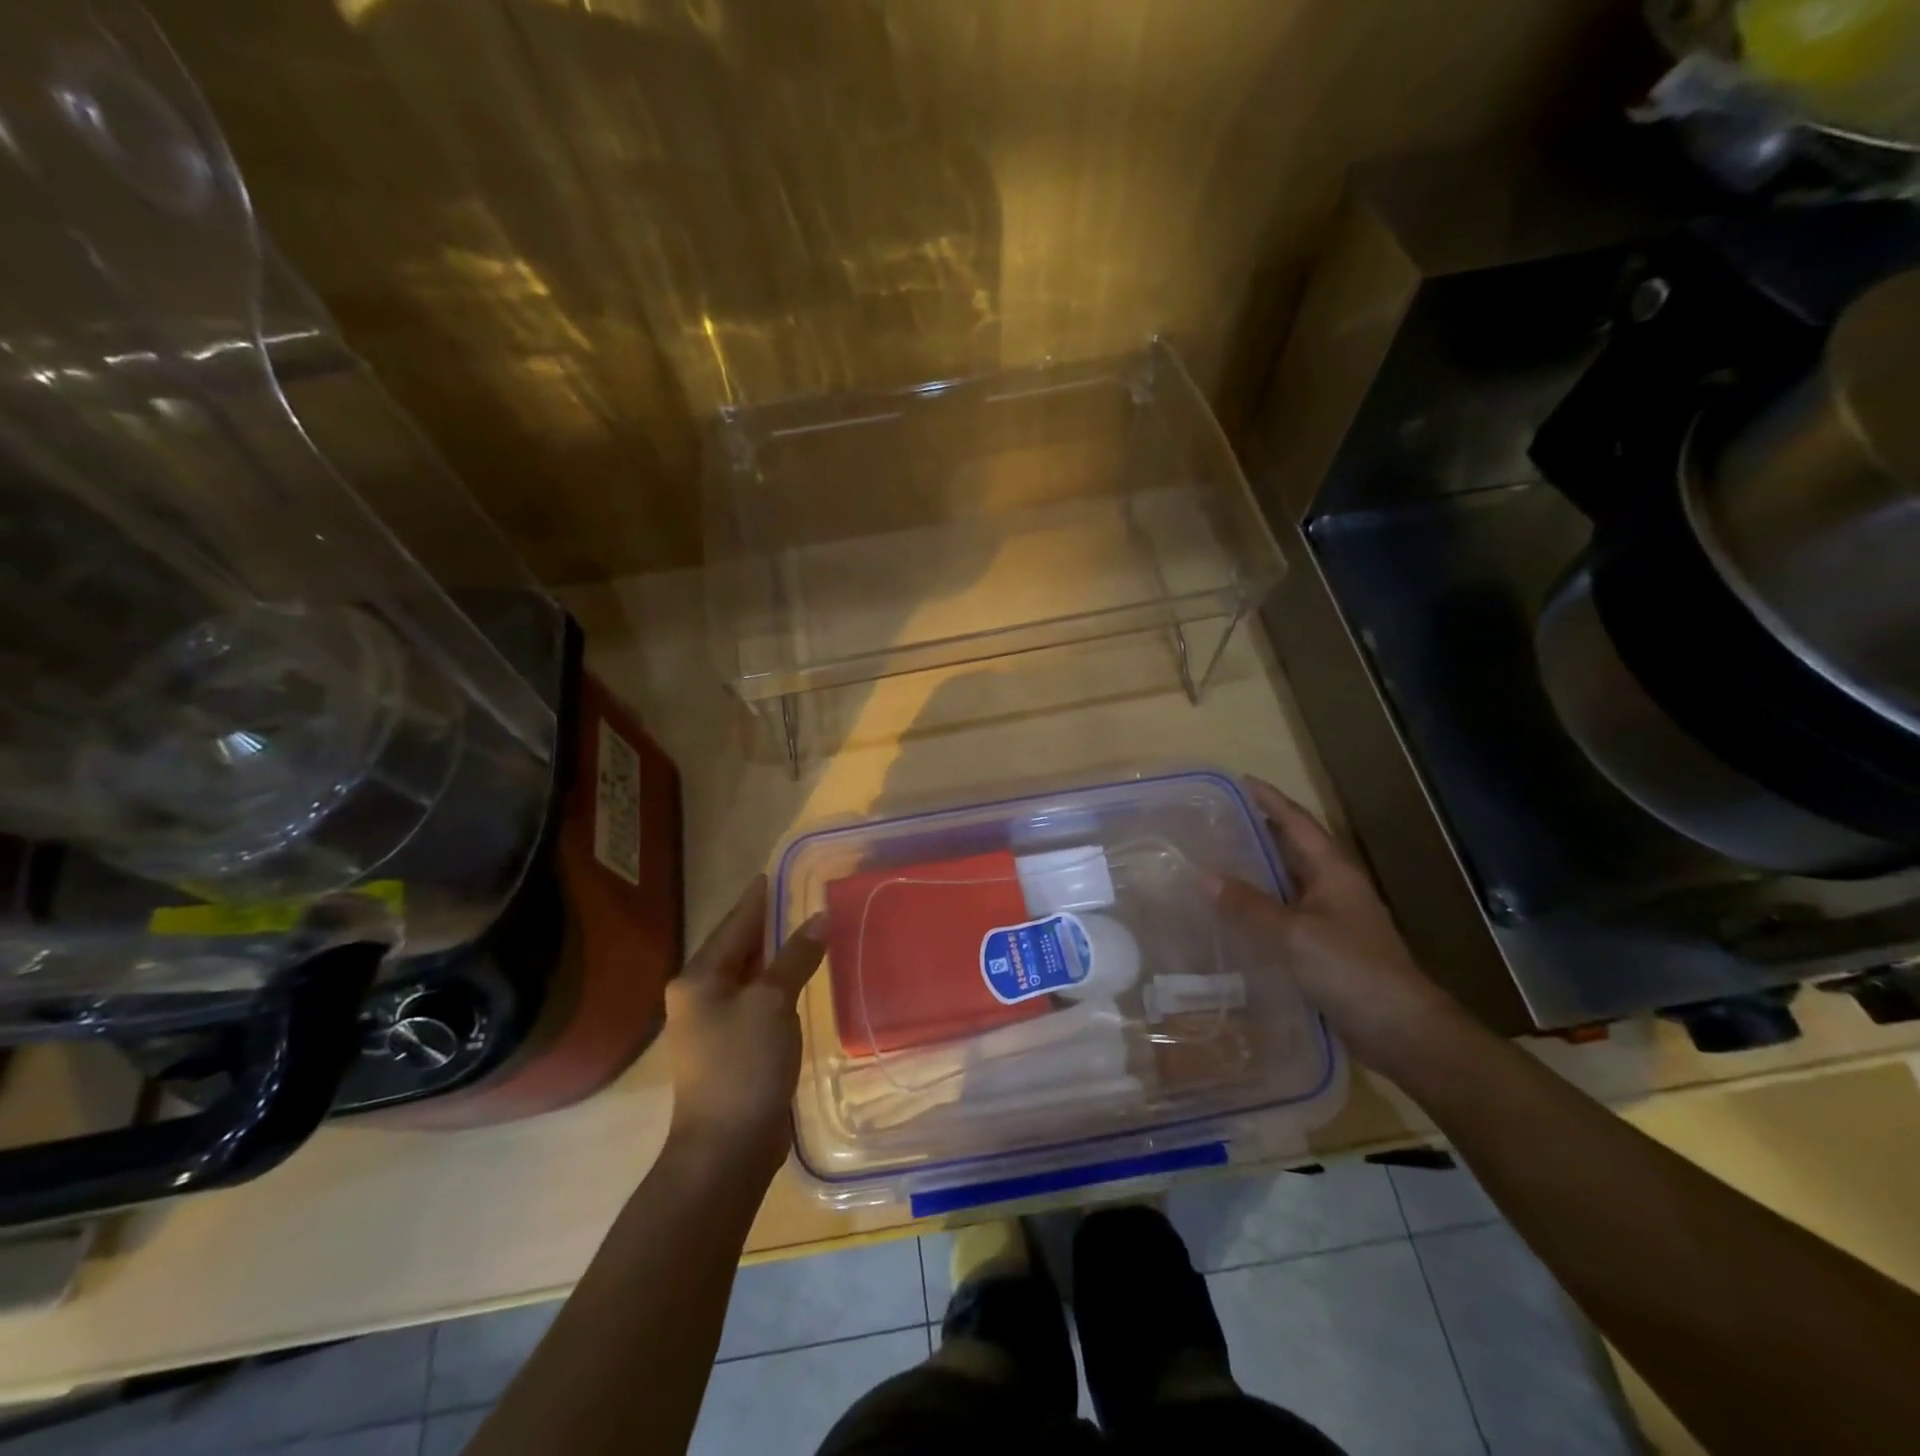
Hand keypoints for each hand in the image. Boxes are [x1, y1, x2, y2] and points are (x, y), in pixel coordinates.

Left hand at [664, 875, 825, 1174]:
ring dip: (771, 958)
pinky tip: (795, 982)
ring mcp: (710, 1026)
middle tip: (792, 900)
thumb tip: (819, 919)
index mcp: (698, 979)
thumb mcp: (772, 1002)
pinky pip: (753, 1003)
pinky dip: (774, 987)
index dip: (755, 901)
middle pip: (735, 950)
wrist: (725, 1148)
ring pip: (745, 978)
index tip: (769, 875)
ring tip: (799, 934)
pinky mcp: (728, 1050)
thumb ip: (795, 957)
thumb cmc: (743, 1065)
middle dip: (763, 926)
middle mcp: (697, 997)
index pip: (733, 926)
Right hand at [1217, 778, 1469, 1073]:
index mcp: (1332, 871)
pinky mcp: (1324, 948)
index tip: (1238, 780)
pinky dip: (1258, 907)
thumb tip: (1202, 875)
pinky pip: (1284, 915)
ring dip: (1255, 870)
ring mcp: (1330, 919)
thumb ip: (1248, 904)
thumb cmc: (1350, 969)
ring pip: (1286, 883)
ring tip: (1213, 860)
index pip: (1297, 822)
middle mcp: (1332, 887)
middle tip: (1214, 820)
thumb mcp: (1294, 933)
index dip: (1270, 799)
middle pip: (1291, 848)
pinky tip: (1231, 915)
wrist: (1400, 1031)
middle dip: (1258, 831)